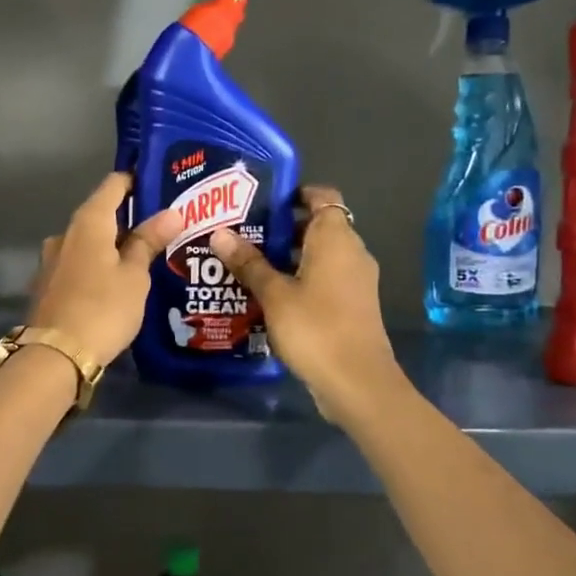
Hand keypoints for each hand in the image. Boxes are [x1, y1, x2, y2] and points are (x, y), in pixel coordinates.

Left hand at [29, 174, 183, 366]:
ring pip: (89, 242)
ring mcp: (52, 259)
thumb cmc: (102, 308)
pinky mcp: (48, 284)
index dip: (137, 180)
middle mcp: (65, 233)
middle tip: (163, 229)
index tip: (162, 185)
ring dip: (113, 246)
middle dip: (129, 218)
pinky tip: (116, 283)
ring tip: (144, 259)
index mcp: (88, 221)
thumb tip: (172, 212)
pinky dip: (98, 266)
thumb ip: (149, 241)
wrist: (55, 355)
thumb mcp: (135, 276)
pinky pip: (79, 264)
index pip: (113, 184)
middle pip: (101, 214)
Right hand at [207, 185, 397, 416]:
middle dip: (282, 228)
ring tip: (247, 263)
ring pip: (319, 255)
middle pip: (317, 226)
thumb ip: (248, 263)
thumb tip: (219, 233)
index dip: (295, 193)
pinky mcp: (352, 305)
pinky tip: (268, 295)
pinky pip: (323, 279)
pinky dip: (299, 279)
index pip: (322, 196)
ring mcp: (355, 280)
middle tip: (242, 233)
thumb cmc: (315, 328)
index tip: (262, 201)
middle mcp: (351, 252)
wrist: (357, 382)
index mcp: (336, 238)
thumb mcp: (274, 294)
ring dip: (287, 257)